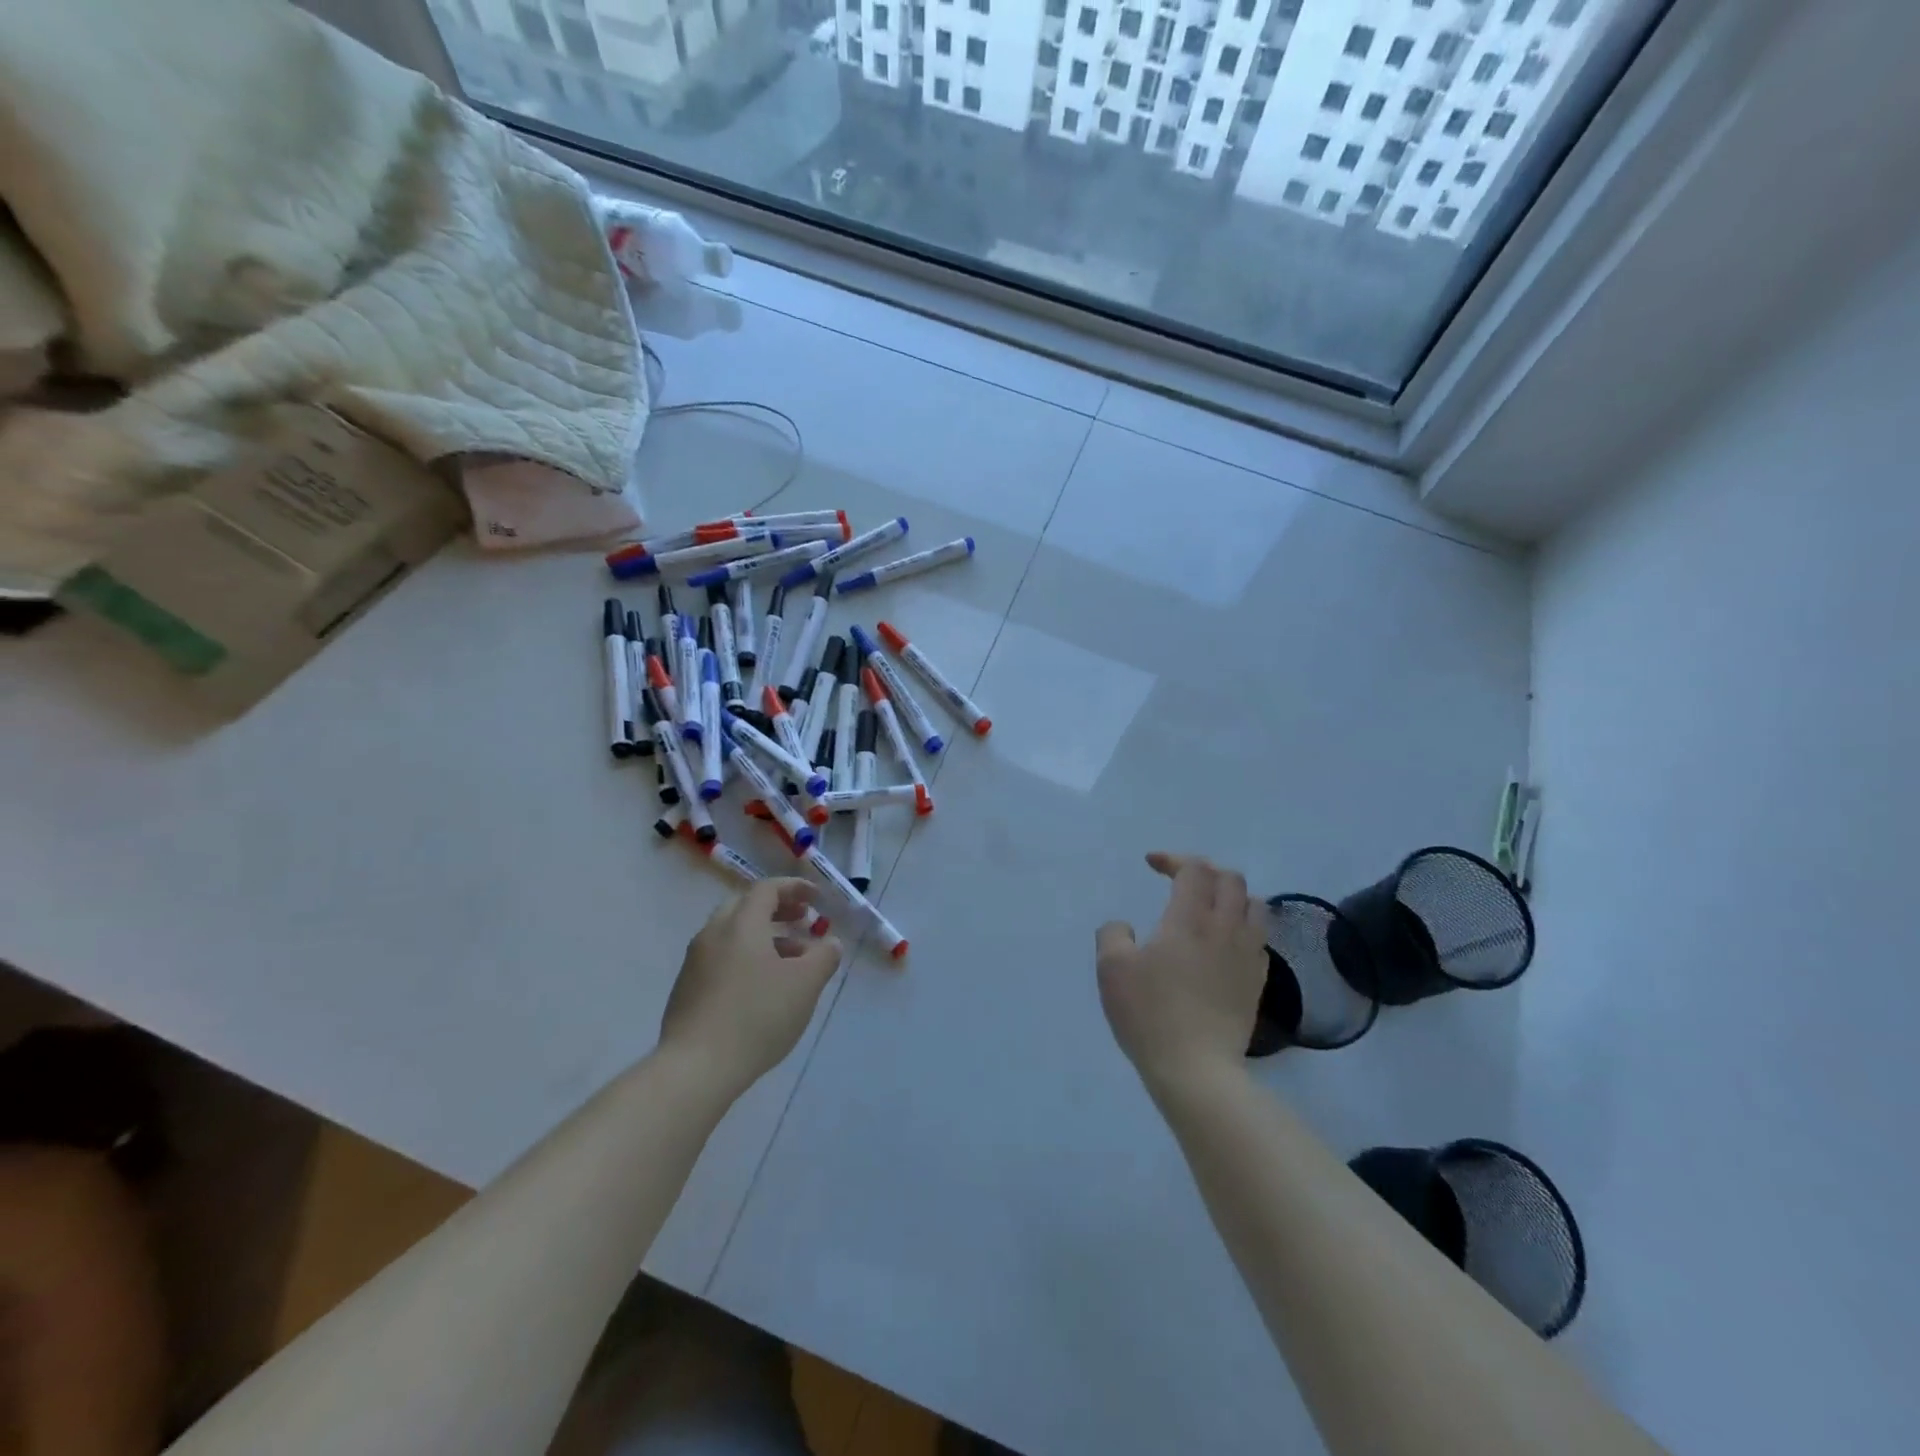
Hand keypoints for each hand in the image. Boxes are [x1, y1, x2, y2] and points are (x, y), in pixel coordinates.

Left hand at [660, 879, 841, 1098]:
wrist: (696, 1068)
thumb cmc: (757, 1016)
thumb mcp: (805, 985)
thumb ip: (823, 957)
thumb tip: (830, 944)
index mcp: (740, 924)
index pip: (767, 889)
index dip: (794, 888)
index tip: (816, 898)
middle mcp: (713, 934)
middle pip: (745, 907)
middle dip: (778, 910)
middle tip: (803, 922)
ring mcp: (695, 963)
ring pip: (732, 935)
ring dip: (764, 938)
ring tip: (790, 961)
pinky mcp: (685, 990)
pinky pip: (721, 959)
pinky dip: (745, 958)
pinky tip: (761, 988)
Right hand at [1096, 853, 1266, 1089]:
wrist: (1196, 1070)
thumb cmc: (1149, 1014)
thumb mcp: (1110, 969)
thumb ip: (1113, 935)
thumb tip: (1125, 927)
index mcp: (1189, 919)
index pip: (1194, 869)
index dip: (1173, 858)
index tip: (1151, 864)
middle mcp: (1225, 929)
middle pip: (1230, 879)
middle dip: (1204, 871)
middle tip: (1180, 881)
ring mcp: (1246, 956)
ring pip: (1254, 906)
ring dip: (1231, 896)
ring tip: (1209, 908)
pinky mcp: (1256, 983)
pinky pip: (1259, 939)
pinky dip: (1243, 927)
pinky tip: (1225, 943)